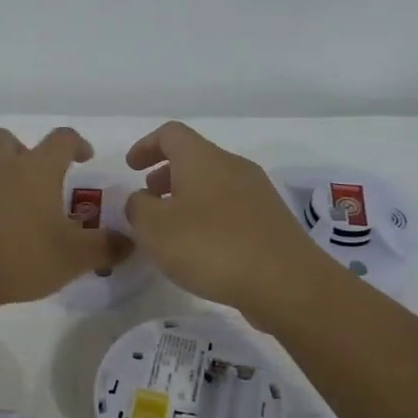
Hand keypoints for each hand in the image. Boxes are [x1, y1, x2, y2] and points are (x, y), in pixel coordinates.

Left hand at [0, 127, 131, 308]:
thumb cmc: (20, 257)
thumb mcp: (73, 258)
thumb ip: (104, 248)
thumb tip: (130, 242)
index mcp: (37, 169)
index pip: (61, 139)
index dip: (76, 143)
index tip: (83, 156)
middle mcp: (0, 165)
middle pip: (6, 138)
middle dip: (20, 150)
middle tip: (30, 177)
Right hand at [124, 121, 340, 321]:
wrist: (286, 283)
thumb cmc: (211, 247)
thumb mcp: (155, 228)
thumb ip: (138, 207)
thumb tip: (142, 199)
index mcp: (203, 159)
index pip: (171, 134)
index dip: (146, 145)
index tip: (131, 167)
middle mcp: (233, 166)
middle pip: (195, 157)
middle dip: (166, 173)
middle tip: (148, 197)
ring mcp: (257, 193)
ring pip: (214, 183)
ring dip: (187, 197)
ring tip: (171, 228)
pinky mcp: (270, 221)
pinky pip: (231, 206)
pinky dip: (208, 215)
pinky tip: (201, 248)